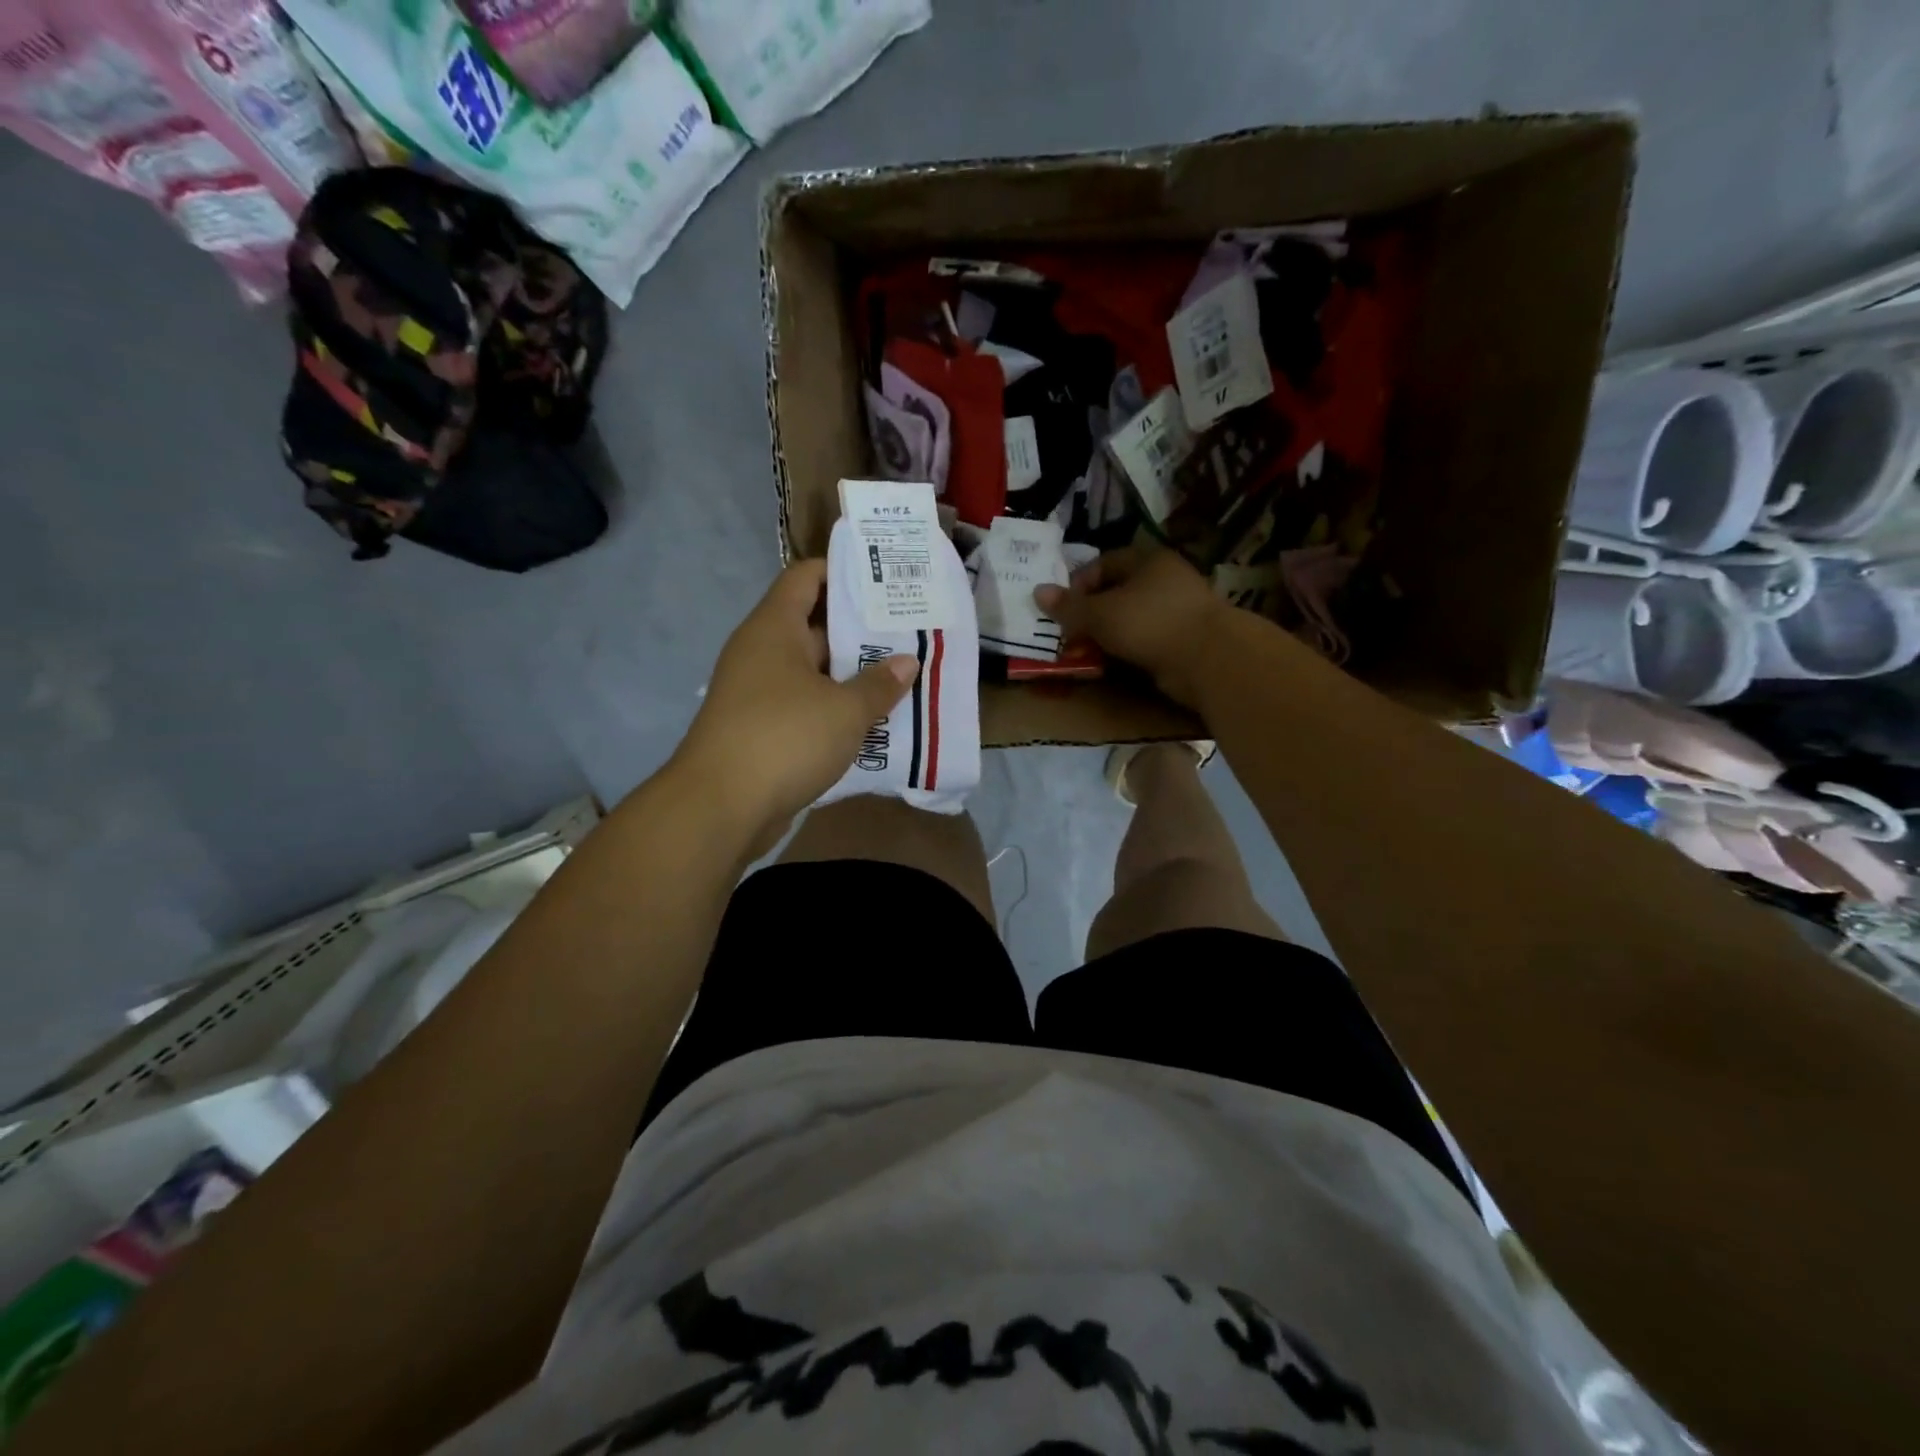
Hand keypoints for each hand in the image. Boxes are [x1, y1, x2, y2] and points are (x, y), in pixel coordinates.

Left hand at [678, 559, 916, 845]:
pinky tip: (874, 718)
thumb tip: (907, 663)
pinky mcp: (762, 728)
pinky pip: (806, 705)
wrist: (721, 807)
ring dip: (852, 674)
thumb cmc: (784, 738)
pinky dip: (836, 707)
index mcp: (775, 628)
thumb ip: (879, 684)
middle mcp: (762, 652)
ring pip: (814, 671)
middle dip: (861, 629)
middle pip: (814, 625)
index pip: (806, 577)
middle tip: (910, 631)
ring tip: (903, 674)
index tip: (886, 579)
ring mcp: (759, 692)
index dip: (844, 572)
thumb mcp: (845, 710)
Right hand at [1034, 545, 1233, 709]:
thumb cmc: (1149, 623)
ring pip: (1130, 618)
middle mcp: (1165, 579)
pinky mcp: (1184, 638)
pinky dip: (1127, 649)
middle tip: (1070, 635)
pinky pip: (1145, 639)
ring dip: (1107, 635)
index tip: (1062, 610)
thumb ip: (1069, 606)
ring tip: (1086, 653)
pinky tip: (1113, 663)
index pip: (1103, 564)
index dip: (1078, 585)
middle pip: (1116, 592)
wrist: (1208, 659)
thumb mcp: (1100, 613)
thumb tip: (1037, 592)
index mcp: (1147, 560)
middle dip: (1090, 614)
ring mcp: (1177, 610)